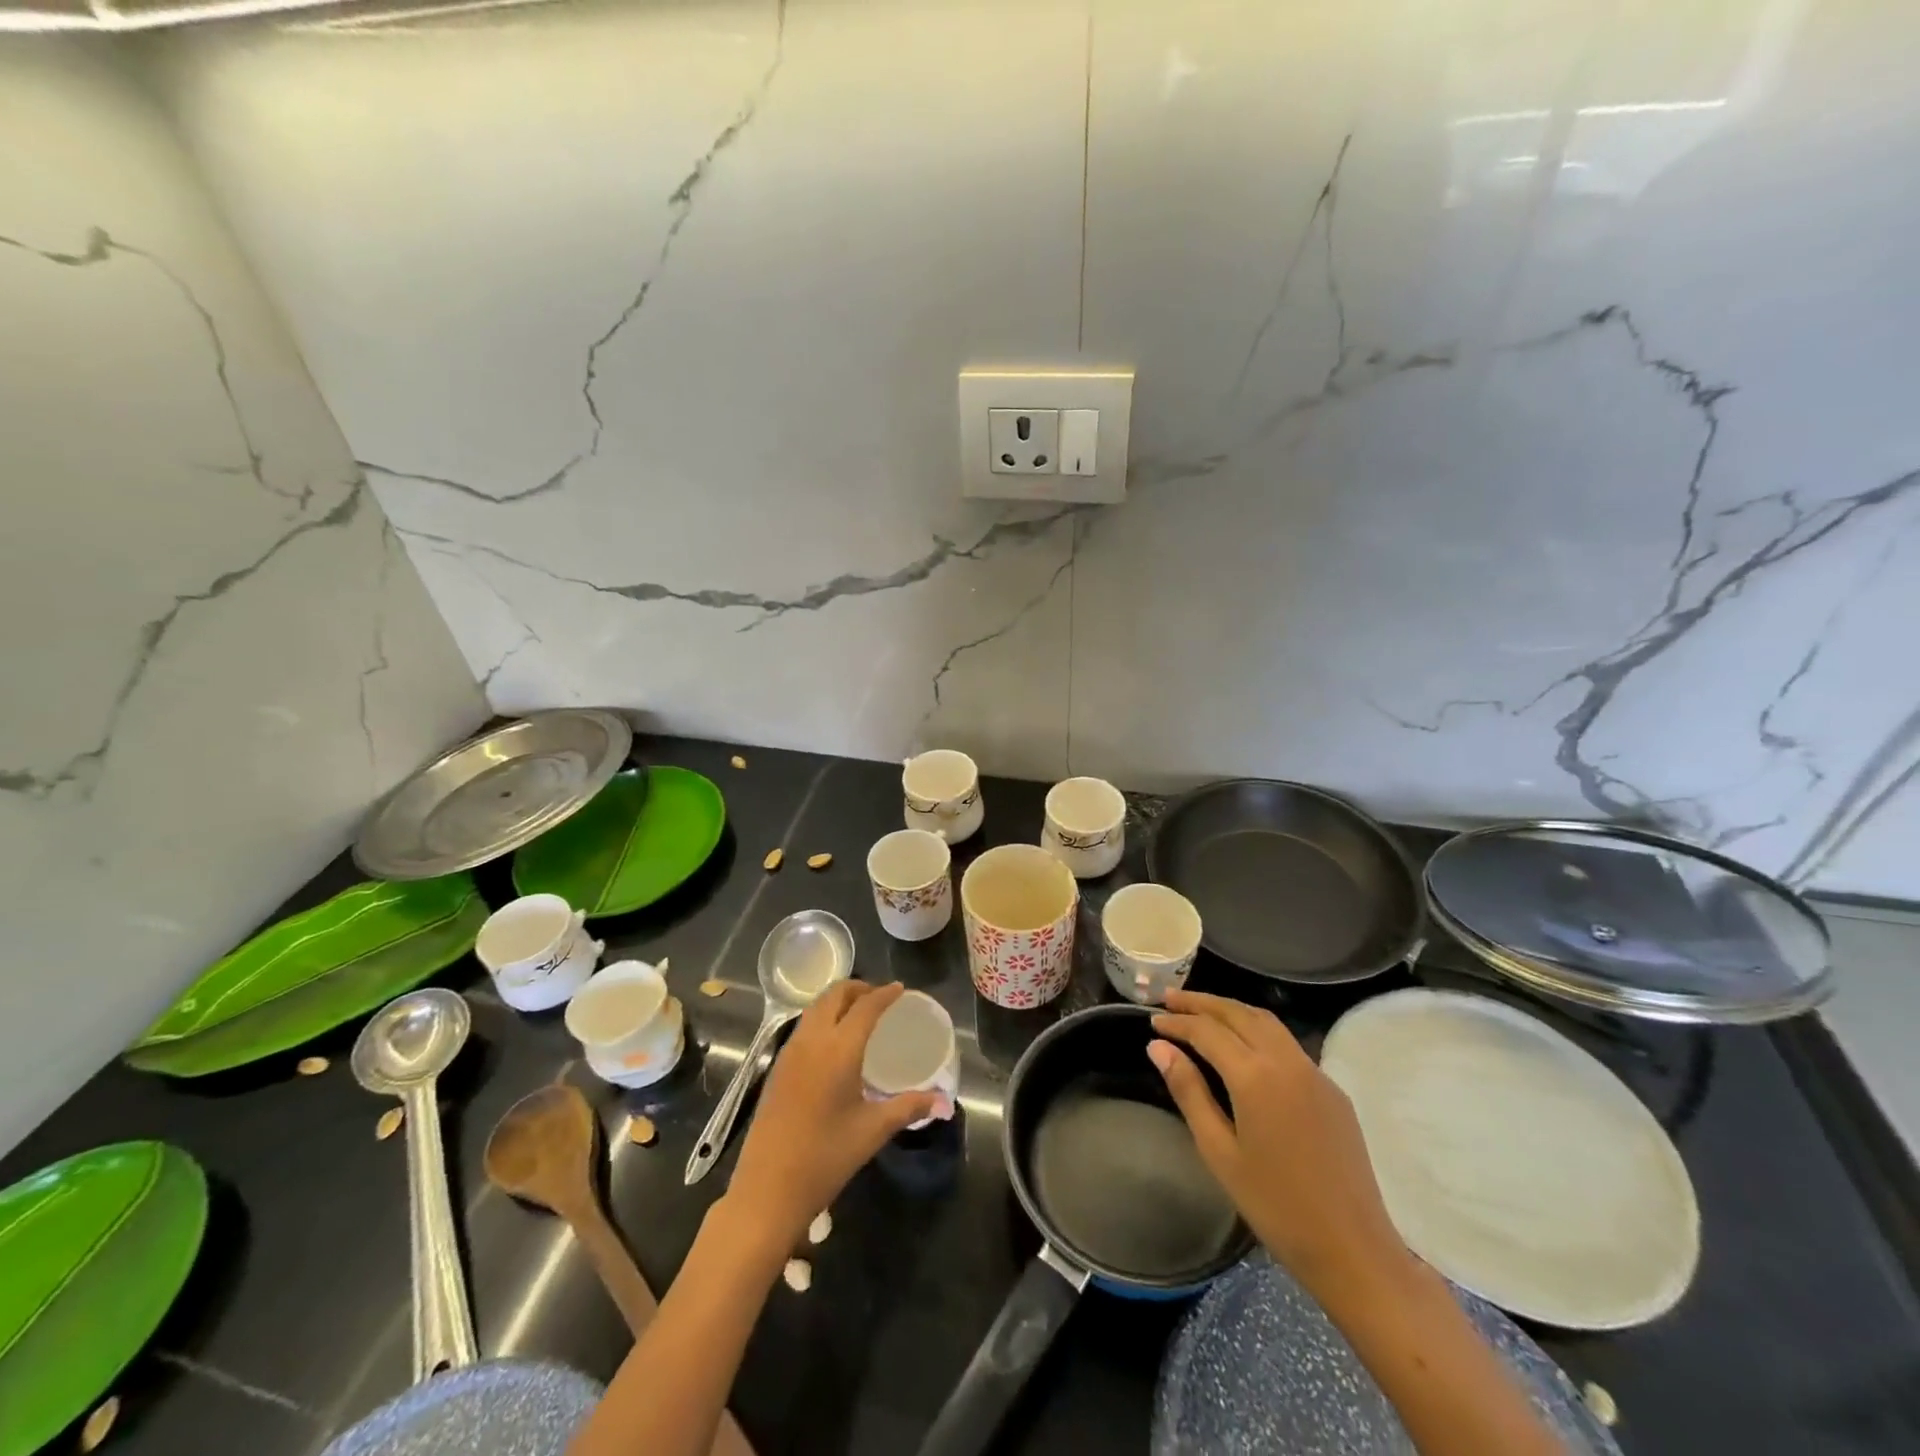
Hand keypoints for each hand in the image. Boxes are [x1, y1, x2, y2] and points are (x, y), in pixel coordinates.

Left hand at [726, 981, 942, 1245]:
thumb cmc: (825, 1158)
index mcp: (839, 1049)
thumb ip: (909, 1107)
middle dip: (858, 988)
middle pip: (834, 995)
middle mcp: (812, 1040)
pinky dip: (823, 1018)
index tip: (900, 989)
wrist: (767, 1190)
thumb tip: (943, 1101)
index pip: (865, 1006)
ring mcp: (790, 1052)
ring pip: (815, 1008)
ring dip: (838, 1001)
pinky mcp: (777, 1067)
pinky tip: (834, 1041)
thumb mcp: (873, 1131)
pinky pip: (804, 1026)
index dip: (884, 994)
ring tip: (859, 1013)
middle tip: (880, 997)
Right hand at [1147, 989, 1411, 1296]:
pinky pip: (1288, 1044)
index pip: (1207, 1030)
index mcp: (1256, 1076)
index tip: (1152, 1021)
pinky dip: (1257, 1030)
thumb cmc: (1276, 1206)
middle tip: (1169, 1000)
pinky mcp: (1332, 1090)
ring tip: (1201, 1012)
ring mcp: (1315, 1073)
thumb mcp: (1219, 1152)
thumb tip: (1158, 1048)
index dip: (1177, 1022)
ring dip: (1231, 1010)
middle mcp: (1287, 1061)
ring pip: (1267, 1022)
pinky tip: (1243, 1045)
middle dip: (1202, 1003)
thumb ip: (1189, 1092)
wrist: (1354, 1250)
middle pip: (1239, 1013)